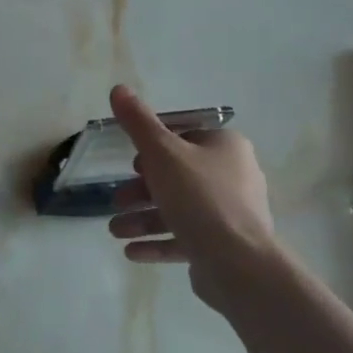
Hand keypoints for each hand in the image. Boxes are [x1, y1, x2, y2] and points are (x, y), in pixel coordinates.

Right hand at [104, 84, 278, 312]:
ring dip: (142, 219)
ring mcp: (231, 214)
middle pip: (177, 176)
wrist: (238, 263)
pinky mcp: (225, 246)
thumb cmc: (199, 196)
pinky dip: (158, 243)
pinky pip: (186, 239)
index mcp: (226, 147)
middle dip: (141, 190)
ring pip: (178, 210)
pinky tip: (131, 252)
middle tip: (117, 201)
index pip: (185, 137)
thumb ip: (137, 123)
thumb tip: (118, 89)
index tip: (131, 164)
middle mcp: (234, 176)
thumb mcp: (161, 152)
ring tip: (115, 231)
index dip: (154, 148)